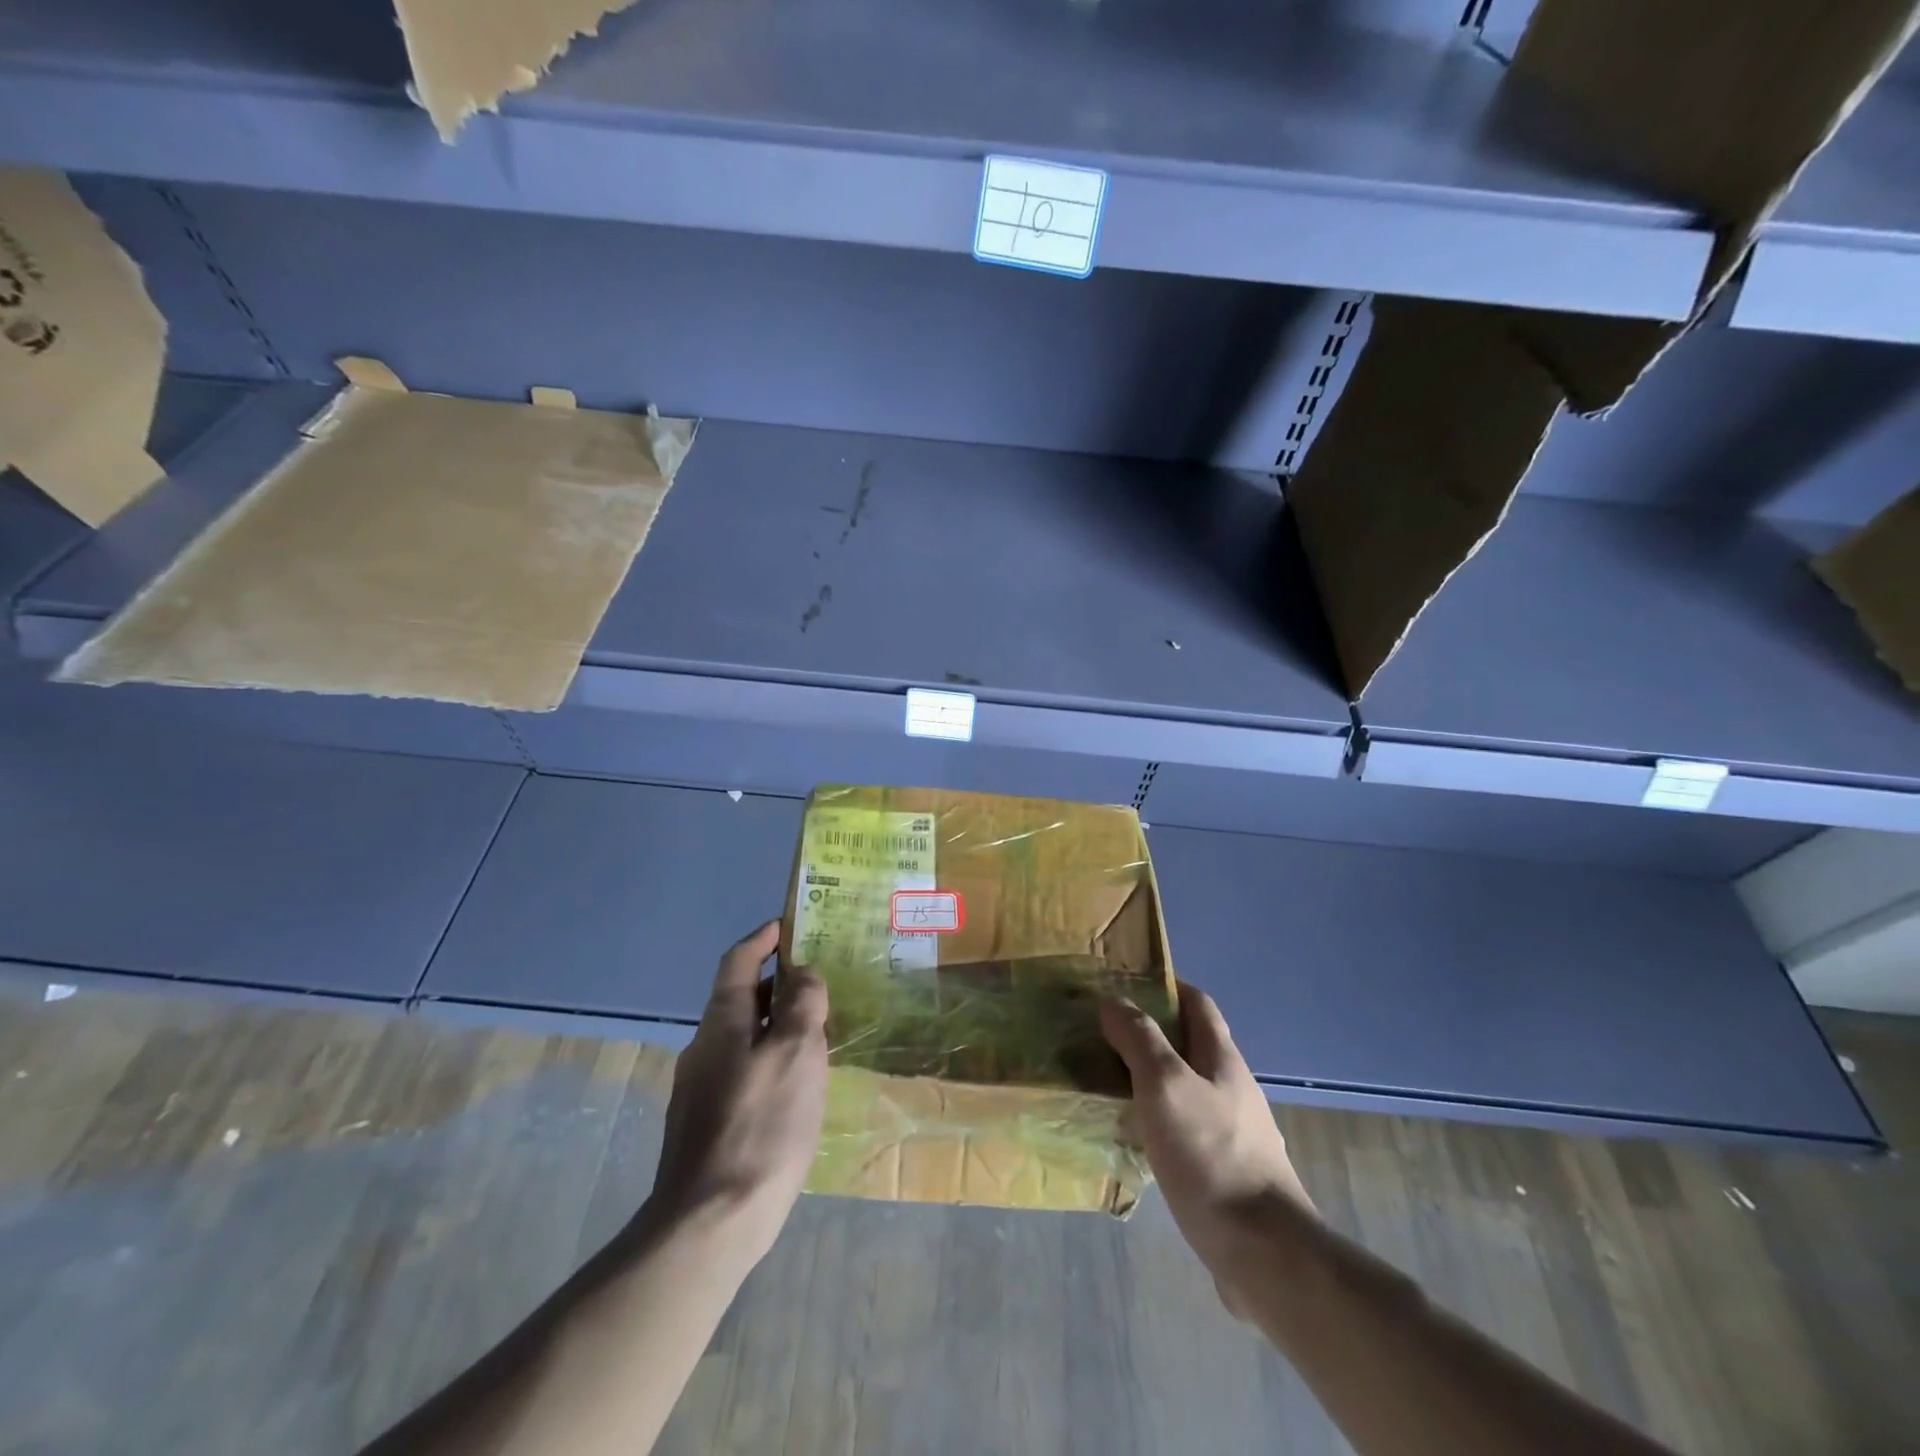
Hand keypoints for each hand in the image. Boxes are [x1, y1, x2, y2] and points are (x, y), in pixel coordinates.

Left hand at [646, 922, 828, 1266]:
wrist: (709, 1224)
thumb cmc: (760, 1126)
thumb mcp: (796, 1053)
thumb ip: (802, 1004)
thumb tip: (804, 973)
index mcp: (722, 1022)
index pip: (739, 960)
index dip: (763, 938)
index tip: (789, 924)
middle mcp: (704, 1047)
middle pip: (741, 997)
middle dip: (777, 981)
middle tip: (820, 980)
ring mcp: (700, 1088)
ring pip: (743, 1036)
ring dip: (777, 1022)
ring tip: (818, 1029)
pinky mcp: (706, 1123)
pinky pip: (743, 1069)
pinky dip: (770, 1057)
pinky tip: (796, 1083)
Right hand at [1100, 983, 1314, 1298]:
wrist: (1265, 1253)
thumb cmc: (1211, 1155)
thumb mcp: (1165, 1085)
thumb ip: (1139, 1039)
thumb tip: (1113, 1001)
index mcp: (1223, 1059)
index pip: (1198, 1004)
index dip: (1167, 987)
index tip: (1126, 985)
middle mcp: (1233, 1088)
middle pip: (1192, 1045)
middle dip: (1152, 1033)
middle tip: (1105, 1036)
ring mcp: (1235, 1133)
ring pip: (1187, 1089)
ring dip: (1152, 1079)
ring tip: (1109, 1083)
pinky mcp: (1227, 1172)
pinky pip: (1186, 1129)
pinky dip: (1159, 1120)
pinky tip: (1135, 1138)